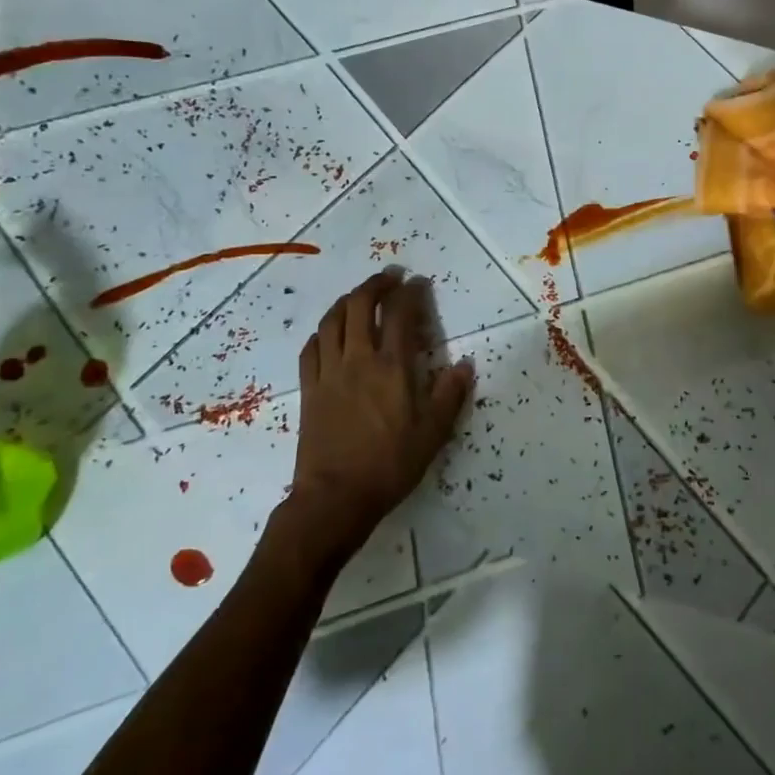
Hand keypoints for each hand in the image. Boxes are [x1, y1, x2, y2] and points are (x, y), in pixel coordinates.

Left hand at [286, 270, 473, 555]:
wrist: (335, 497)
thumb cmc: (390, 465)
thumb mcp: (433, 434)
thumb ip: (450, 395)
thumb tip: (466, 364)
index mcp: (392, 367)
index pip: (401, 314)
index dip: (410, 292)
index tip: (418, 282)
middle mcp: (358, 360)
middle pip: (360, 305)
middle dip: (376, 284)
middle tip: (390, 277)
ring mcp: (329, 373)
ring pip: (332, 321)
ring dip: (347, 300)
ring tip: (360, 296)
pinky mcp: (309, 389)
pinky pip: (311, 348)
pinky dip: (323, 331)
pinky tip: (330, 332)